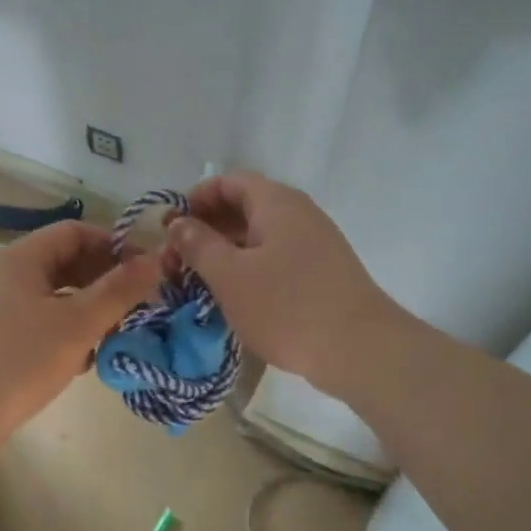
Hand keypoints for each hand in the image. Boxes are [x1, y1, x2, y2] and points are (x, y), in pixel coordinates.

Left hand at [0, 220, 161, 445]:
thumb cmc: (19, 360)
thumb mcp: (78, 324)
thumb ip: (120, 290)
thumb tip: (158, 258)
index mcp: (22, 258)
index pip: (76, 232)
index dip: (114, 246)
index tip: (145, 271)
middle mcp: (7, 274)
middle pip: (66, 262)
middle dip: (104, 280)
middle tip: (138, 304)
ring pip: (56, 294)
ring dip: (89, 308)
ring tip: (117, 333)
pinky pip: (41, 320)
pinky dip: (67, 330)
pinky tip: (85, 358)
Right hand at [168, 172, 396, 395]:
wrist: (359, 348)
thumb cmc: (287, 306)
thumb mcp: (230, 275)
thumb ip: (199, 245)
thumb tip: (179, 223)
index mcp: (276, 202)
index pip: (229, 182)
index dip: (196, 199)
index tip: (171, 229)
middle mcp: (298, 213)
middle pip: (244, 207)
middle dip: (206, 229)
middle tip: (177, 261)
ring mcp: (314, 243)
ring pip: (260, 236)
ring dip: (226, 252)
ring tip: (199, 281)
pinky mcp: (322, 272)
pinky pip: (276, 257)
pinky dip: (249, 268)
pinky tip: (235, 296)